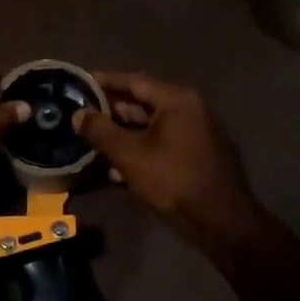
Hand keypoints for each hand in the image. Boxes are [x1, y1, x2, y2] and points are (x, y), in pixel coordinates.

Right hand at [74, 72, 261, 247]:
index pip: (135, 81)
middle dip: (114, 109)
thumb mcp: (129, 154)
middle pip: (146, 102)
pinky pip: (166, 143)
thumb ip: (101, 131)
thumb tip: (78, 114)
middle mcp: (192, 109)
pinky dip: (143, 148)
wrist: (221, 219)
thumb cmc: (172, 179)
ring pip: (155, 126)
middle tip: (86, 113)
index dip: (106, 81)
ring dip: (126, 132)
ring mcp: (200, 132)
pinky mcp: (201, 155)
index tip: (83, 81)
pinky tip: (121, 167)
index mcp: (177, 100)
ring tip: (97, 140)